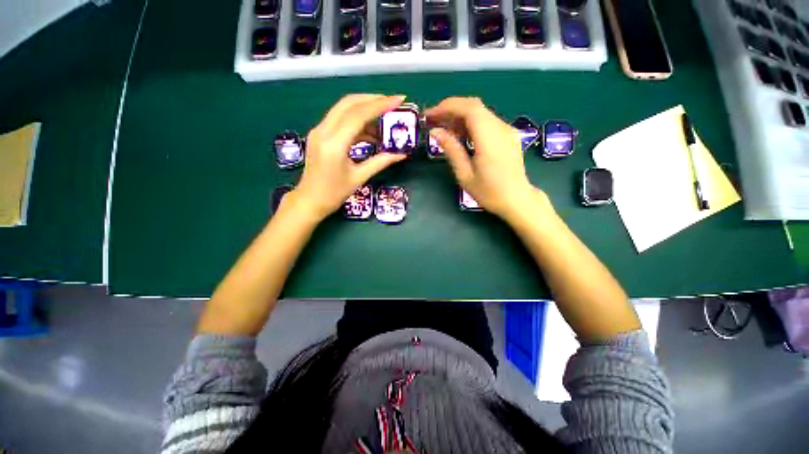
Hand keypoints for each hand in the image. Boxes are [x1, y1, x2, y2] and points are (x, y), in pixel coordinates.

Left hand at [287, 94, 407, 221]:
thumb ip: (381, 162)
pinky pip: (340, 120)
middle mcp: (323, 131)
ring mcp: (319, 131)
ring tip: (384, 122)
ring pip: (343, 109)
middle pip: (349, 103)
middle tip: (392, 104)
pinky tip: (370, 133)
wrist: (309, 201)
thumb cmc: (334, 193)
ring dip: (365, 110)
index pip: (358, 114)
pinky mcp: (319, 134)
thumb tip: (401, 154)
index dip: (380, 105)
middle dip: (372, 100)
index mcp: (334, 144)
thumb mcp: (359, 178)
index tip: (399, 100)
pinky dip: (356, 122)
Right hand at [425, 97, 546, 220]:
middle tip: (433, 121)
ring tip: (443, 129)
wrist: (517, 200)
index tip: (429, 115)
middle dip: (450, 109)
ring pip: (480, 113)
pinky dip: (470, 123)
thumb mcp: (465, 174)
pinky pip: (487, 122)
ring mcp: (506, 130)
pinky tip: (460, 135)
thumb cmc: (489, 192)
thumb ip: (451, 149)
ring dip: (459, 116)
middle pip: (474, 106)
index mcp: (489, 138)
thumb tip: (436, 131)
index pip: (469, 108)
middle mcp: (500, 128)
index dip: (447, 107)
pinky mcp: (508, 135)